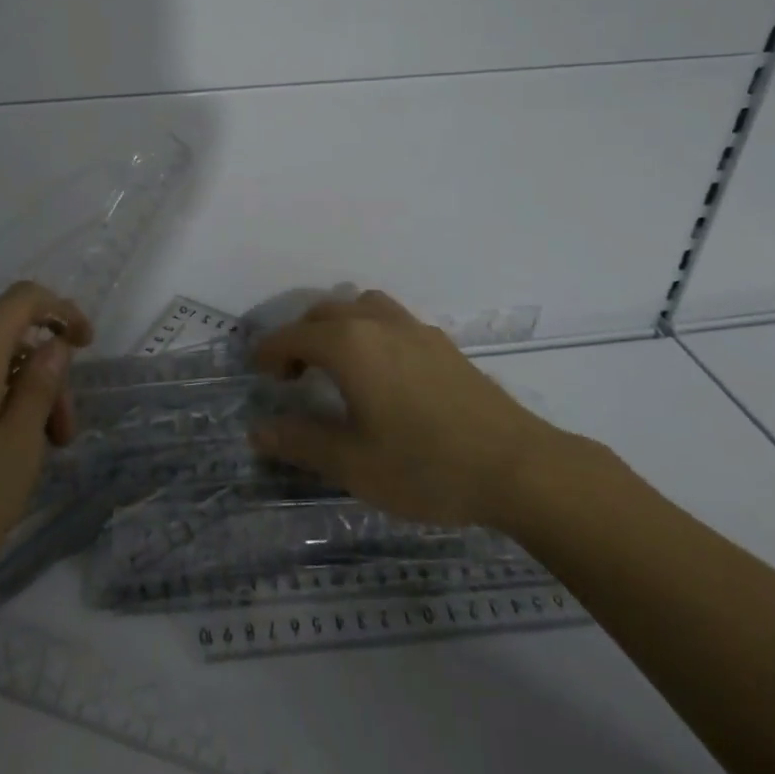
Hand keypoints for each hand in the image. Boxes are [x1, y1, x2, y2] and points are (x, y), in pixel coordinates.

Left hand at [0, 281, 92, 610]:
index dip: (61, 310)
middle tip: (63, 437)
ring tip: (35, 460)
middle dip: (45, 375)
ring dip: (22, 399)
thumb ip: (39, 386)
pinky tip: (0, 462)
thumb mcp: (17, 448)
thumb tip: (53, 344)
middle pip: (7, 340)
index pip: (21, 299)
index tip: (87, 347)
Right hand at [249, 289, 565, 529]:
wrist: (517, 467)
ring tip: (336, 363)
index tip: (257, 371)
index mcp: (349, 345)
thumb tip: (257, 429)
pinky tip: (381, 372)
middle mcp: (377, 324)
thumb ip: (300, 442)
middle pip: (324, 312)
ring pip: (361, 306)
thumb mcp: (352, 464)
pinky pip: (390, 319)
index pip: (293, 336)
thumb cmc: (425, 466)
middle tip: (293, 374)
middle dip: (300, 336)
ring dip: (337, 325)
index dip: (269, 351)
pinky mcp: (441, 343)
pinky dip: (369, 330)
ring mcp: (414, 328)